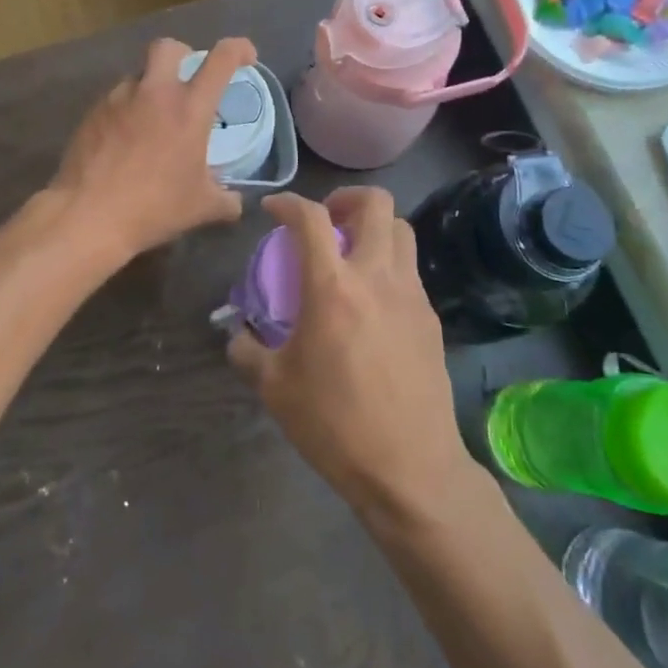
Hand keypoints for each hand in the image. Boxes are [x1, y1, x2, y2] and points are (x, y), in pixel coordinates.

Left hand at [49, 37, 256, 262]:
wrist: (88, 215)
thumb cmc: (153, 207)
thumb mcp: (201, 208)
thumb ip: (226, 200)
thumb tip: (236, 202)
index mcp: (189, 108)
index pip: (221, 59)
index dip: (239, 48)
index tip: (246, 57)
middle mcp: (154, 93)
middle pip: (168, 47)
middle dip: (182, 54)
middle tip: (187, 79)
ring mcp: (118, 99)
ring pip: (138, 74)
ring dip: (151, 86)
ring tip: (153, 118)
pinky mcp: (92, 113)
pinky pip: (115, 98)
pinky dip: (127, 109)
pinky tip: (126, 139)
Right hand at [228, 189, 470, 519]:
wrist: (410, 468)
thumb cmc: (335, 424)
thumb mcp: (274, 388)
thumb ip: (247, 351)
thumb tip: (236, 335)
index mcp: (333, 288)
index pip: (310, 218)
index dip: (287, 202)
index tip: (272, 209)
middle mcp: (377, 277)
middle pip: (376, 204)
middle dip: (346, 199)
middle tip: (326, 222)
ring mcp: (411, 295)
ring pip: (402, 230)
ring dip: (373, 228)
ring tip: (351, 255)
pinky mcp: (431, 318)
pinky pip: (410, 269)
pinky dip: (388, 265)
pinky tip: (371, 301)